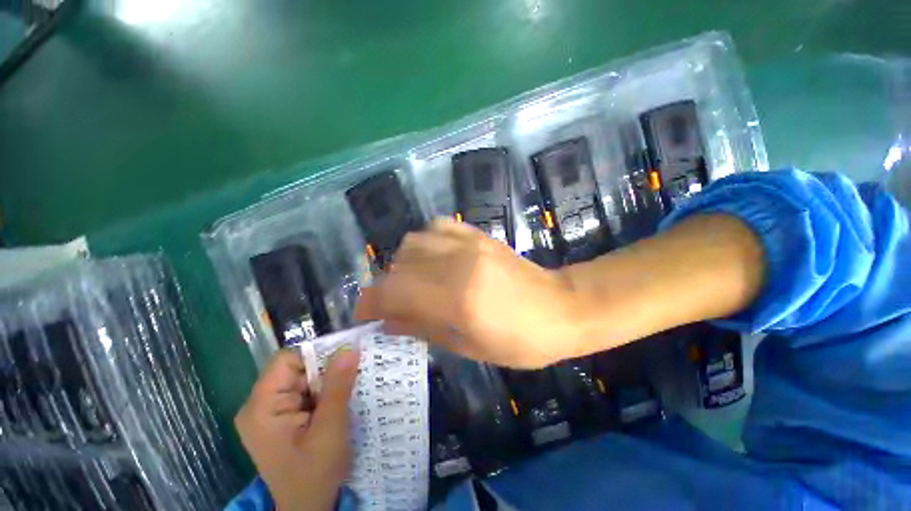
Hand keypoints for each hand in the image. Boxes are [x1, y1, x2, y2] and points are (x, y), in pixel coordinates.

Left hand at [234, 348, 358, 510]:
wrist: (307, 508)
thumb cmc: (314, 474)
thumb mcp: (330, 429)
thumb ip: (337, 387)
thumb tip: (350, 349)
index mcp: (261, 407)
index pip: (286, 360)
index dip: (317, 353)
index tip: (346, 356)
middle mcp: (260, 405)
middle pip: (295, 368)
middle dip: (326, 369)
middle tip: (353, 373)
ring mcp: (271, 412)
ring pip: (303, 379)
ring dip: (328, 381)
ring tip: (350, 386)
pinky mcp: (282, 418)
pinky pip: (305, 392)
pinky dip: (325, 391)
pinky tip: (340, 399)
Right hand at [354, 218, 582, 367]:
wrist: (562, 307)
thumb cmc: (521, 341)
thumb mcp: (470, 347)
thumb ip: (424, 329)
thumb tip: (387, 322)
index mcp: (458, 299)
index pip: (394, 291)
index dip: (371, 302)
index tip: (366, 315)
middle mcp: (458, 263)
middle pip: (400, 265)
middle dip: (386, 287)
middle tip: (393, 306)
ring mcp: (470, 243)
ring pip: (414, 241)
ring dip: (404, 264)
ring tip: (413, 283)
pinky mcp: (479, 235)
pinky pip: (437, 228)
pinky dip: (425, 243)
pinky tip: (433, 260)